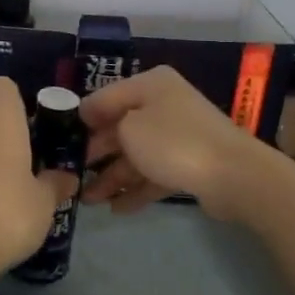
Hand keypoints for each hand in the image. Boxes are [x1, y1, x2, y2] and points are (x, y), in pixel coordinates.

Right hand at [78, 66, 277, 221]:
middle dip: (95, 154)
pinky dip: (135, 189)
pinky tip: (116, 208)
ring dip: (112, 177)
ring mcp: (178, 135)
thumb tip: (93, 126)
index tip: (60, 141)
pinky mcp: (189, 163)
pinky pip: (154, 174)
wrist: (234, 175)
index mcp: (149, 85)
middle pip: (119, 127)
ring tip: (88, 201)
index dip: (81, 118)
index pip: (104, 98)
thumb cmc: (172, 142)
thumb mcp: (128, 128)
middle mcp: (163, 104)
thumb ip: (104, 125)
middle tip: (71, 176)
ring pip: (136, 155)